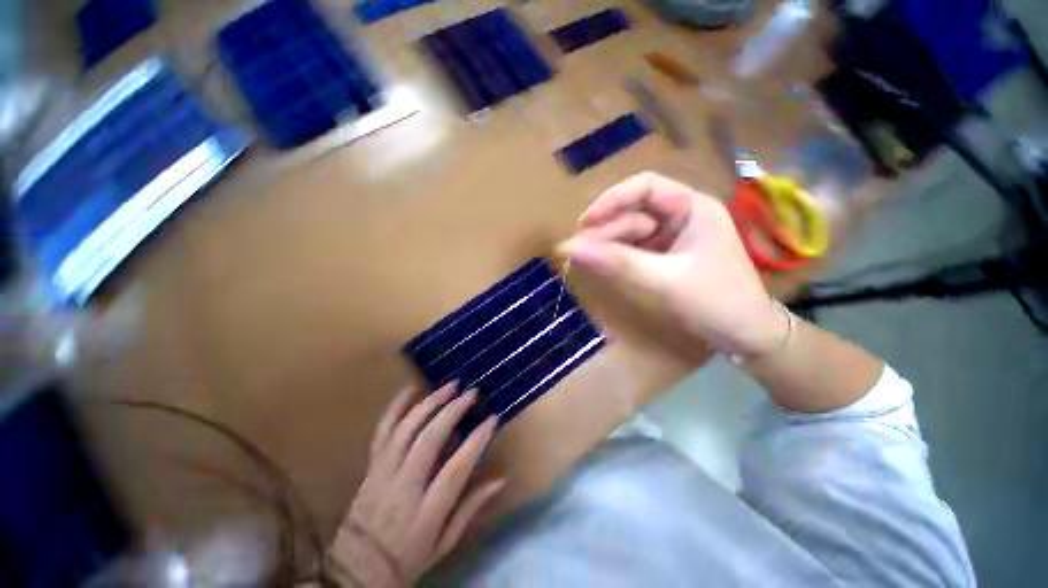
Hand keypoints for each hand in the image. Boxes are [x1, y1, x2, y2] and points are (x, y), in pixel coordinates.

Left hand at [332, 384, 502, 586]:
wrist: (363, 561)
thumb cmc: (410, 556)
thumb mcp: (446, 543)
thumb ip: (470, 511)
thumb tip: (498, 481)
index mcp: (428, 509)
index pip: (455, 468)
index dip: (475, 441)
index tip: (492, 419)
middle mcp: (404, 485)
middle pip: (428, 440)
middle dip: (451, 412)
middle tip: (471, 393)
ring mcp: (383, 473)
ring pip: (404, 430)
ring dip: (427, 404)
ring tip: (448, 386)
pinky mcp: (370, 467)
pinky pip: (381, 433)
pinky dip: (394, 409)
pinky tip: (407, 391)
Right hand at [559, 172, 787, 355]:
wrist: (751, 337)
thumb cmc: (717, 301)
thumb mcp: (666, 281)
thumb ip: (618, 262)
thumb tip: (568, 247)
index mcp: (695, 206)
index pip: (646, 186)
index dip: (612, 199)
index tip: (585, 223)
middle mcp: (689, 215)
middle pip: (640, 210)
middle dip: (610, 228)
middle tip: (578, 252)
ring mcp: (685, 238)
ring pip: (640, 232)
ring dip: (616, 244)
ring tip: (587, 261)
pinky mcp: (680, 259)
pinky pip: (647, 251)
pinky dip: (628, 258)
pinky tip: (609, 268)